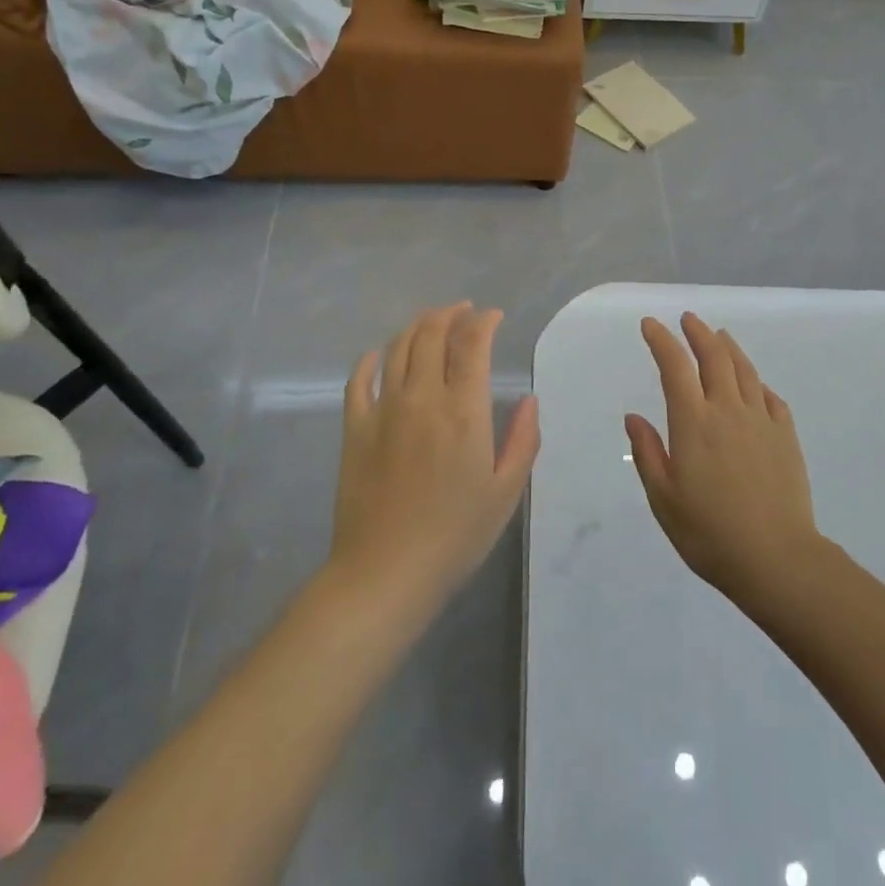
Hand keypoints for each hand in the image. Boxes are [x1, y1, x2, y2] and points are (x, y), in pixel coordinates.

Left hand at [330, 303, 540, 608]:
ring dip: (416, 326)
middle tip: (463, 312)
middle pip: (431, 334)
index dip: (484, 321)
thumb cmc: (456, 536)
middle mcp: (423, 398)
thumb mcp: (506, 492)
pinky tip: (379, 356)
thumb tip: (530, 400)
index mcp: (464, 411)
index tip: (494, 316)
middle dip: (450, 314)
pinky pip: (358, 380)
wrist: (385, 573)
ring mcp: (384, 410)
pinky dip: (371, 359)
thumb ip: (523, 440)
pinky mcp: (355, 429)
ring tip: (430, 323)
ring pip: (397, 348)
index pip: (472, 344)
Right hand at [626, 313, 822, 603]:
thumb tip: (633, 416)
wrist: (777, 559)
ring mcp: (761, 420)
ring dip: (728, 347)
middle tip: (687, 319)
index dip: (661, 340)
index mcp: (694, 423)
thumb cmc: (709, 533)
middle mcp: (728, 410)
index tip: (650, 324)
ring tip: (719, 335)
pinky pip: (770, 396)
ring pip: (744, 370)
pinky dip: (756, 381)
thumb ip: (648, 453)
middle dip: (698, 333)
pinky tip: (753, 383)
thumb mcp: (664, 499)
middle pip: (714, 357)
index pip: (675, 367)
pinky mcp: (786, 436)